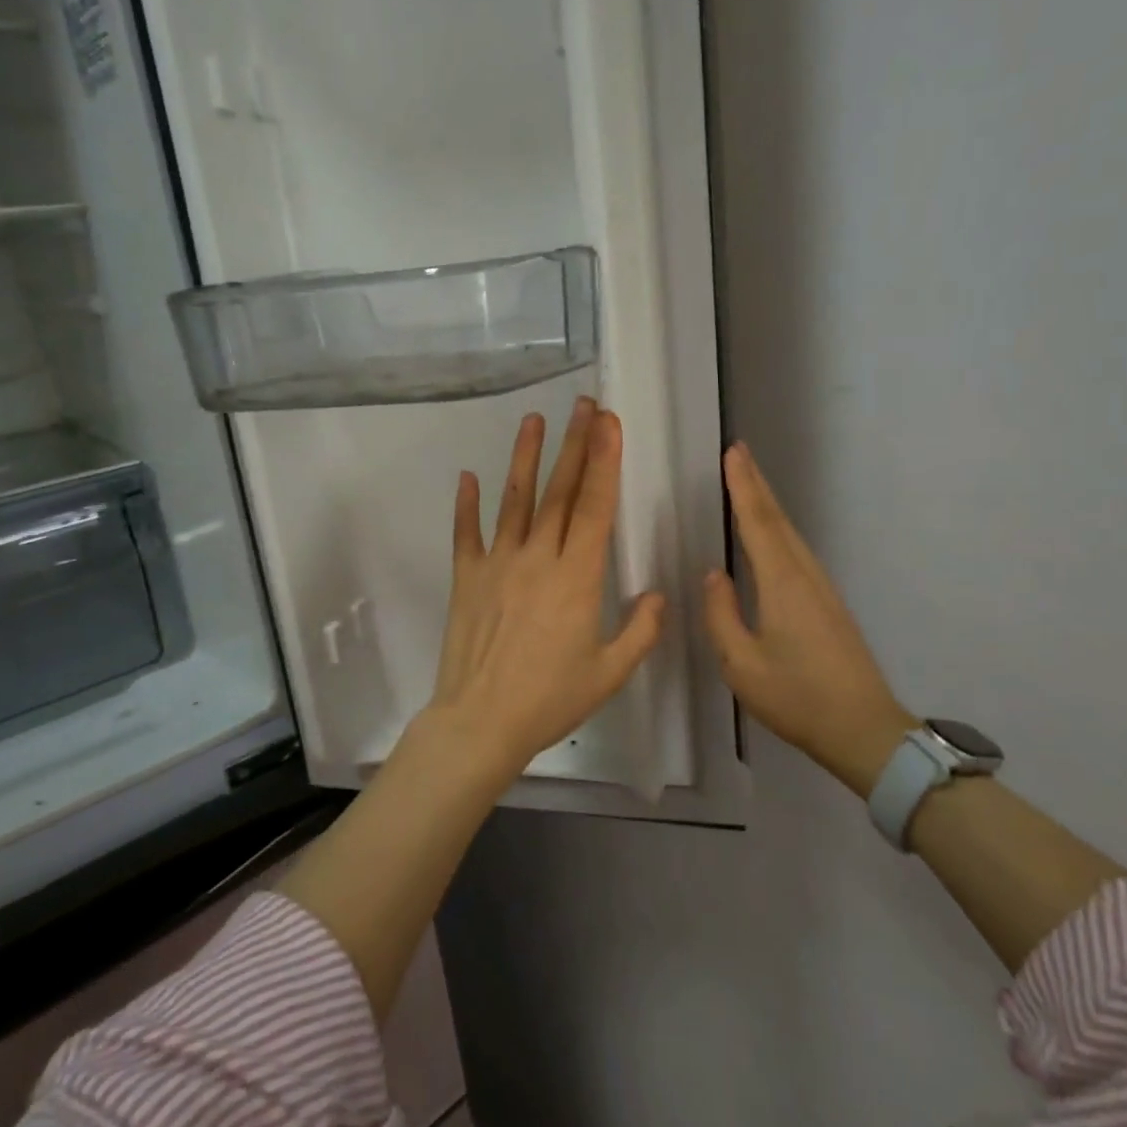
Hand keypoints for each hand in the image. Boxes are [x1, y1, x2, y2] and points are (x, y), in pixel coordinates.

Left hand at [416, 396, 665, 785]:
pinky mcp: (467, 577)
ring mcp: (498, 563)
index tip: (609, 423)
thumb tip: (659, 595)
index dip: (605, 461)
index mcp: (578, 577)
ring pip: (515, 500)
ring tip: (533, 420)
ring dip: (525, 457)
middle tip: (584, 405)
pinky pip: (467, 533)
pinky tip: (468, 476)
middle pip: (560, 491)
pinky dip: (467, 505)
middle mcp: (538, 558)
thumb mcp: (610, 673)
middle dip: (575, 444)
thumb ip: (641, 630)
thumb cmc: (550, 699)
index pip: (596, 506)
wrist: (481, 721)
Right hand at [703, 442, 915, 795]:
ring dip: (768, 504)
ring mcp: (822, 588)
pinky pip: (797, 552)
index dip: (743, 487)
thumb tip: (714, 574)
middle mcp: (805, 575)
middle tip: (739, 452)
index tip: (732, 453)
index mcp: (782, 584)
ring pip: (790, 534)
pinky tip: (770, 535)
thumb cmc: (797, 698)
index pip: (758, 523)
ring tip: (749, 481)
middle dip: (757, 484)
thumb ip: (721, 614)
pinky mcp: (828, 604)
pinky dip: (779, 529)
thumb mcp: (741, 664)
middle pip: (778, 520)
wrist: (864, 730)